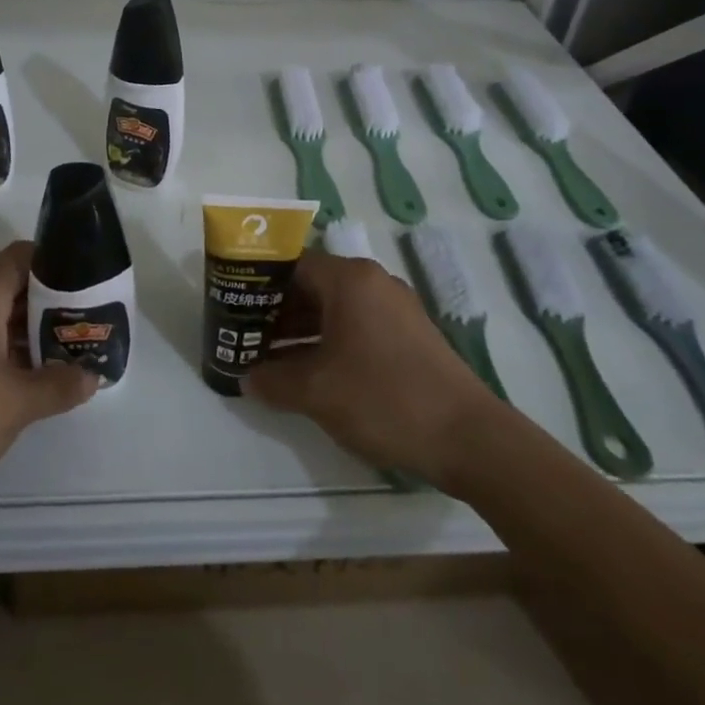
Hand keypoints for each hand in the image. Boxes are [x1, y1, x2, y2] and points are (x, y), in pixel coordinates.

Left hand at [0, 242, 97, 522]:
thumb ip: (59, 384)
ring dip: (33, 331)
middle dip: (53, 301)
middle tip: (91, 320)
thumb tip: (92, 376)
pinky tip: (35, 377)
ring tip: (73, 349)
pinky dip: (11, 351)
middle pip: (14, 285)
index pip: (23, 256)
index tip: (90, 281)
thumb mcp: (16, 403)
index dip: (58, 262)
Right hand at [246, 249, 493, 482]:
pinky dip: (330, 341)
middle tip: (247, 337)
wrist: (470, 438)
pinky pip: (357, 326)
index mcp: (349, 279)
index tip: (234, 309)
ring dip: (302, 331)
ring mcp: (395, 308)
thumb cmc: (384, 399)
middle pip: (312, 285)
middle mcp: (373, 282)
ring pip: (334, 308)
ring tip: (271, 359)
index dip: (258, 286)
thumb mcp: (317, 392)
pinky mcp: (409, 335)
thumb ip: (274, 380)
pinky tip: (312, 373)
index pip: (290, 265)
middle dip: (277, 312)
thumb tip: (247, 378)